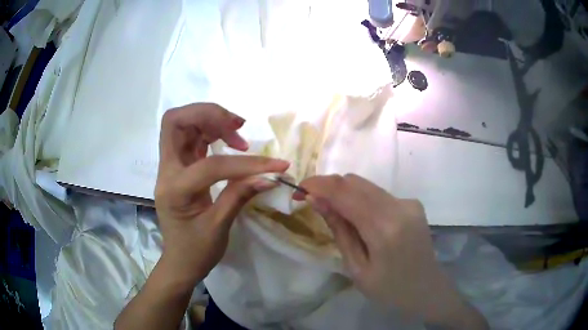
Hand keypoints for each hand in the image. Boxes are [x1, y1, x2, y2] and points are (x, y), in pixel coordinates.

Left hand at [155, 103, 288, 286]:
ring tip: (237, 131)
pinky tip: (229, 139)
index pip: (210, 166)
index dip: (245, 164)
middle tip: (237, 126)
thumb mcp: (219, 227)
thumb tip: (270, 176)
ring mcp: (171, 166)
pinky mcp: (180, 166)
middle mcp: (167, 171)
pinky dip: (210, 130)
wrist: (179, 262)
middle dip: (207, 115)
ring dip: (210, 119)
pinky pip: (191, 137)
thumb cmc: (196, 251)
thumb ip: (240, 196)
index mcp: (175, 190)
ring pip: (182, 124)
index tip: (276, 166)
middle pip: (175, 122)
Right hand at [296, 174, 487, 328]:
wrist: (427, 289)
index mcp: (384, 229)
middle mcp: (400, 207)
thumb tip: (317, 201)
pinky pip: (378, 193)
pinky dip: (361, 199)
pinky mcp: (412, 203)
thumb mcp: (357, 268)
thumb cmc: (389, 289)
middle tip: (311, 202)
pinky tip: (359, 219)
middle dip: (329, 186)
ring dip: (344, 192)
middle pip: (355, 182)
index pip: (345, 192)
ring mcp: (408, 202)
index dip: (318, 185)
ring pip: (366, 185)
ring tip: (332, 211)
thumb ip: (339, 231)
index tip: (299, 190)